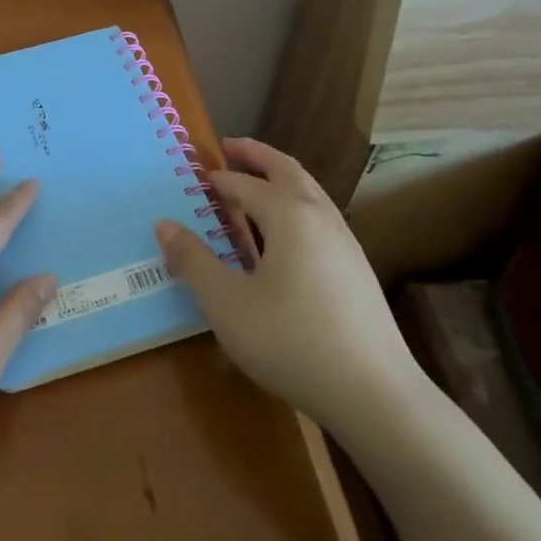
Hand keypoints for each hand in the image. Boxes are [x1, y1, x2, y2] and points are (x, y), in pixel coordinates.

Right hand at [154, 137, 423, 430]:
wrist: (375, 395)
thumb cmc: (292, 341)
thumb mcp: (227, 304)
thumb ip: (193, 260)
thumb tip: (164, 224)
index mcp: (288, 215)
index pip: (244, 184)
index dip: (217, 180)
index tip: (195, 177)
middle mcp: (319, 216)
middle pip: (286, 170)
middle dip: (257, 155)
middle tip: (230, 146)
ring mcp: (345, 241)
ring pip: (309, 191)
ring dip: (280, 177)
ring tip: (256, 183)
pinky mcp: (357, 268)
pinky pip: (320, 216)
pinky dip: (296, 204)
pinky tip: (286, 235)